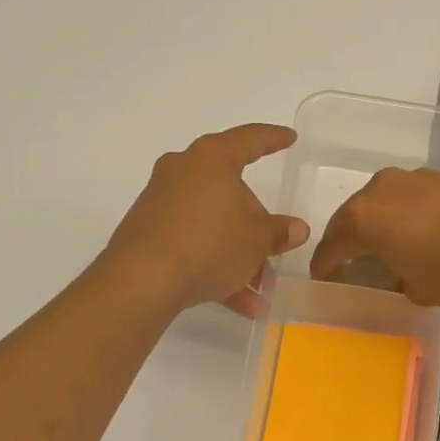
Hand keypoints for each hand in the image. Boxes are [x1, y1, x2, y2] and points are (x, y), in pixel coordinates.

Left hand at [103, 124, 308, 317]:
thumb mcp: (257, 241)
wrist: (143, 280)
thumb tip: (296, 228)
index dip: (273, 139)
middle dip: (254, 223)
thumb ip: (279, 232)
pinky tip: (237, 303)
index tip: (290, 138)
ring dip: (237, 255)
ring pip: (211, 224)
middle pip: (229, 191)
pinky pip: (192, 244)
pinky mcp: (148, 233)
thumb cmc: (210, 244)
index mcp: (212, 159)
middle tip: (273, 246)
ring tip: (259, 290)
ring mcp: (161, 202)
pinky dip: (214, 266)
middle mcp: (183, 171)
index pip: (250, 140)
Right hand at [310, 167, 439, 305]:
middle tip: (350, 261)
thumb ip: (397, 280)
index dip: (325, 265)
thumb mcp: (416, 290)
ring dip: (382, 224)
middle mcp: (380, 190)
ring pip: (385, 203)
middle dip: (350, 239)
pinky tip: (422, 233)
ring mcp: (413, 178)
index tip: (323, 277)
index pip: (332, 245)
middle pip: (355, 217)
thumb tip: (402, 273)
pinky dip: (409, 216)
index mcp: (362, 218)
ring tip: (390, 246)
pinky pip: (412, 199)